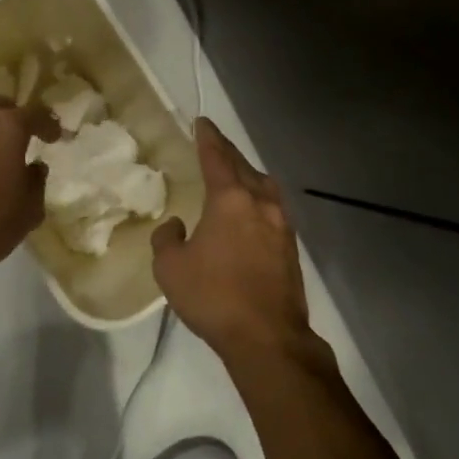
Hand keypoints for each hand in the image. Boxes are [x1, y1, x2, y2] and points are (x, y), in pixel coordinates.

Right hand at [152, 118, 321, 372]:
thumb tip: (177, 225)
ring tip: (235, 175)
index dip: (207, 137)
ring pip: (264, 186)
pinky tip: (251, 212)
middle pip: (243, 166)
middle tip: (214, 142)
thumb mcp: (170, 268)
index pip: (217, 157)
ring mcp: (282, 225)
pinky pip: (273, 209)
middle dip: (227, 152)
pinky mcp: (291, 247)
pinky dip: (259, 200)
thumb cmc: (213, 297)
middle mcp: (261, 203)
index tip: (201, 122)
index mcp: (231, 199)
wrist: (266, 336)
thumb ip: (168, 239)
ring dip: (248, 175)